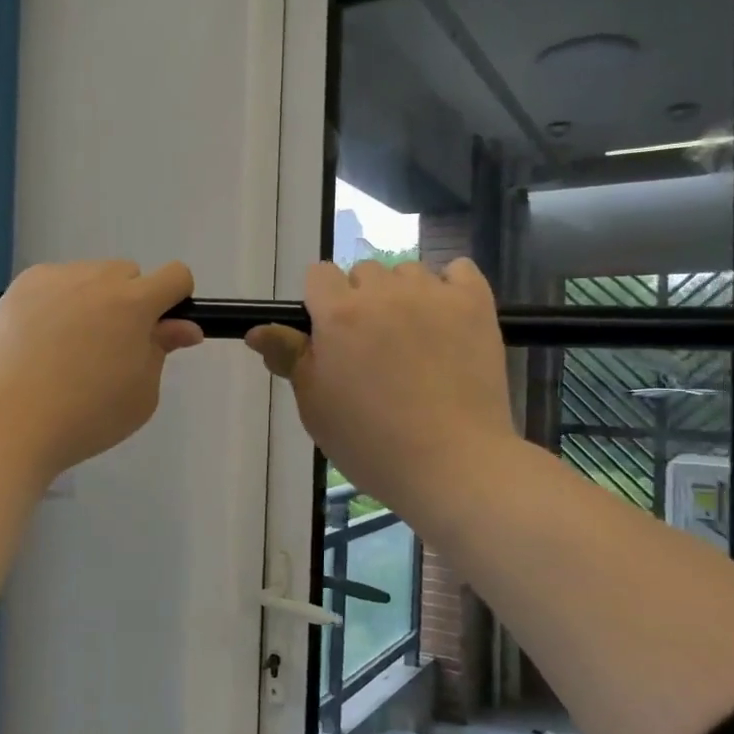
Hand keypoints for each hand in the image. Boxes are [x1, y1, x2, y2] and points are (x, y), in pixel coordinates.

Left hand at [0, 260, 202, 479]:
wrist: (9, 423)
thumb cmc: (86, 417)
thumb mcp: (141, 394)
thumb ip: (162, 350)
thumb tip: (184, 327)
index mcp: (134, 304)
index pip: (175, 276)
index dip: (175, 301)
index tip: (160, 330)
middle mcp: (96, 279)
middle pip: (129, 274)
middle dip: (130, 302)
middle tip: (109, 348)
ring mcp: (54, 279)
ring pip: (89, 277)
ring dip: (93, 300)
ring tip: (68, 348)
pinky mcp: (20, 287)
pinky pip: (53, 284)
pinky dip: (57, 303)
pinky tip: (41, 340)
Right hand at [246, 258, 517, 522]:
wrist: (452, 464)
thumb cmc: (370, 442)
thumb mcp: (315, 405)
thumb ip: (288, 358)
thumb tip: (257, 330)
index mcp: (338, 314)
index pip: (319, 274)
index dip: (321, 302)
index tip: (330, 337)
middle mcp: (384, 293)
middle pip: (364, 272)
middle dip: (361, 301)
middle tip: (372, 349)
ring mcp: (433, 295)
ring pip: (408, 272)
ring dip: (403, 296)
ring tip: (414, 340)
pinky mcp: (476, 305)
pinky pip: (459, 270)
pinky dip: (450, 287)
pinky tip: (447, 319)